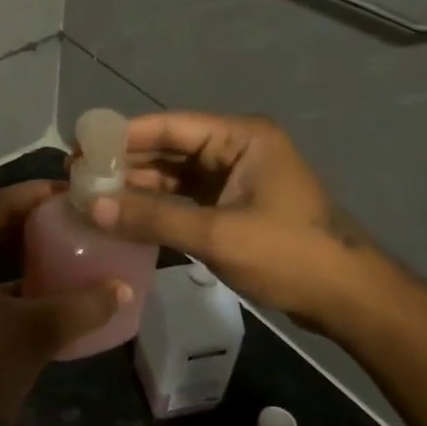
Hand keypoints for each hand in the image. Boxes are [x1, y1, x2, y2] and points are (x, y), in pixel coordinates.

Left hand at [0, 182, 129, 425]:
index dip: (37, 194)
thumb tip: (124, 288)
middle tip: (77, 218)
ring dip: (21, 246)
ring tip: (66, 245)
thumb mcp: (37, 333)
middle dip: (33, 219)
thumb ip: (83, 307)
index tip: (76, 194)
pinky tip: (42, 284)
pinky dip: (8, 272)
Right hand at [87, 112, 385, 326]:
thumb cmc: (288, 254)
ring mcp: (234, 179)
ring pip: (173, 176)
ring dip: (136, 187)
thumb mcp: (216, 234)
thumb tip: (91, 205)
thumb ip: (152, 218)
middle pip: (168, 149)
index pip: (169, 126)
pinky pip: (184, 199)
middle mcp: (235, 150)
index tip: (80, 147)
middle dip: (124, 162)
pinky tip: (122, 216)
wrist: (349, 299)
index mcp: (240, 138)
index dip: (122, 135)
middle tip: (77, 175)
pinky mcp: (233, 207)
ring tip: (90, 195)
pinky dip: (156, 207)